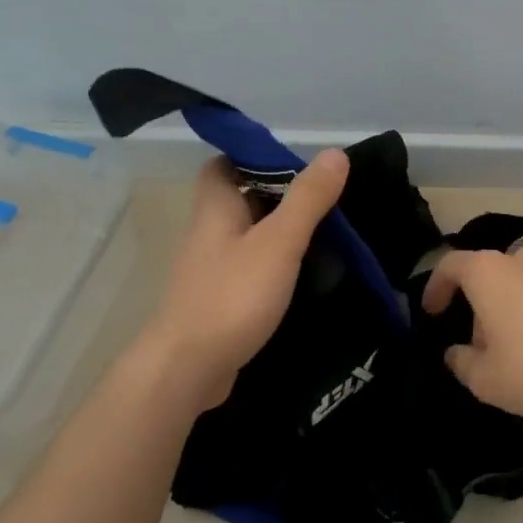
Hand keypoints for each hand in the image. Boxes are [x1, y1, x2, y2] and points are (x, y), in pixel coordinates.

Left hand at [145, 150, 349, 405]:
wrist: (188, 369)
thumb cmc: (232, 296)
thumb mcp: (279, 243)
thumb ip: (307, 199)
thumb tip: (335, 153)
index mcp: (215, 208)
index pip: (223, 164)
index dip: (252, 156)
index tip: (294, 162)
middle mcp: (208, 233)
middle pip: (239, 199)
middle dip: (276, 195)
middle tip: (322, 198)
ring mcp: (211, 269)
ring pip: (246, 236)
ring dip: (277, 232)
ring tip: (324, 233)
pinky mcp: (218, 300)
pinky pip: (248, 270)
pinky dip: (273, 266)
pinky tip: (302, 276)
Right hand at [420, 245, 522, 422]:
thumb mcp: (483, 379)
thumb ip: (461, 362)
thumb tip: (456, 354)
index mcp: (489, 272)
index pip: (451, 265)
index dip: (436, 287)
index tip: (432, 312)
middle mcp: (522, 260)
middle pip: (489, 275)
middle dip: (479, 306)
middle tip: (479, 344)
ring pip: (522, 283)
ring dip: (512, 308)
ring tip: (516, 348)